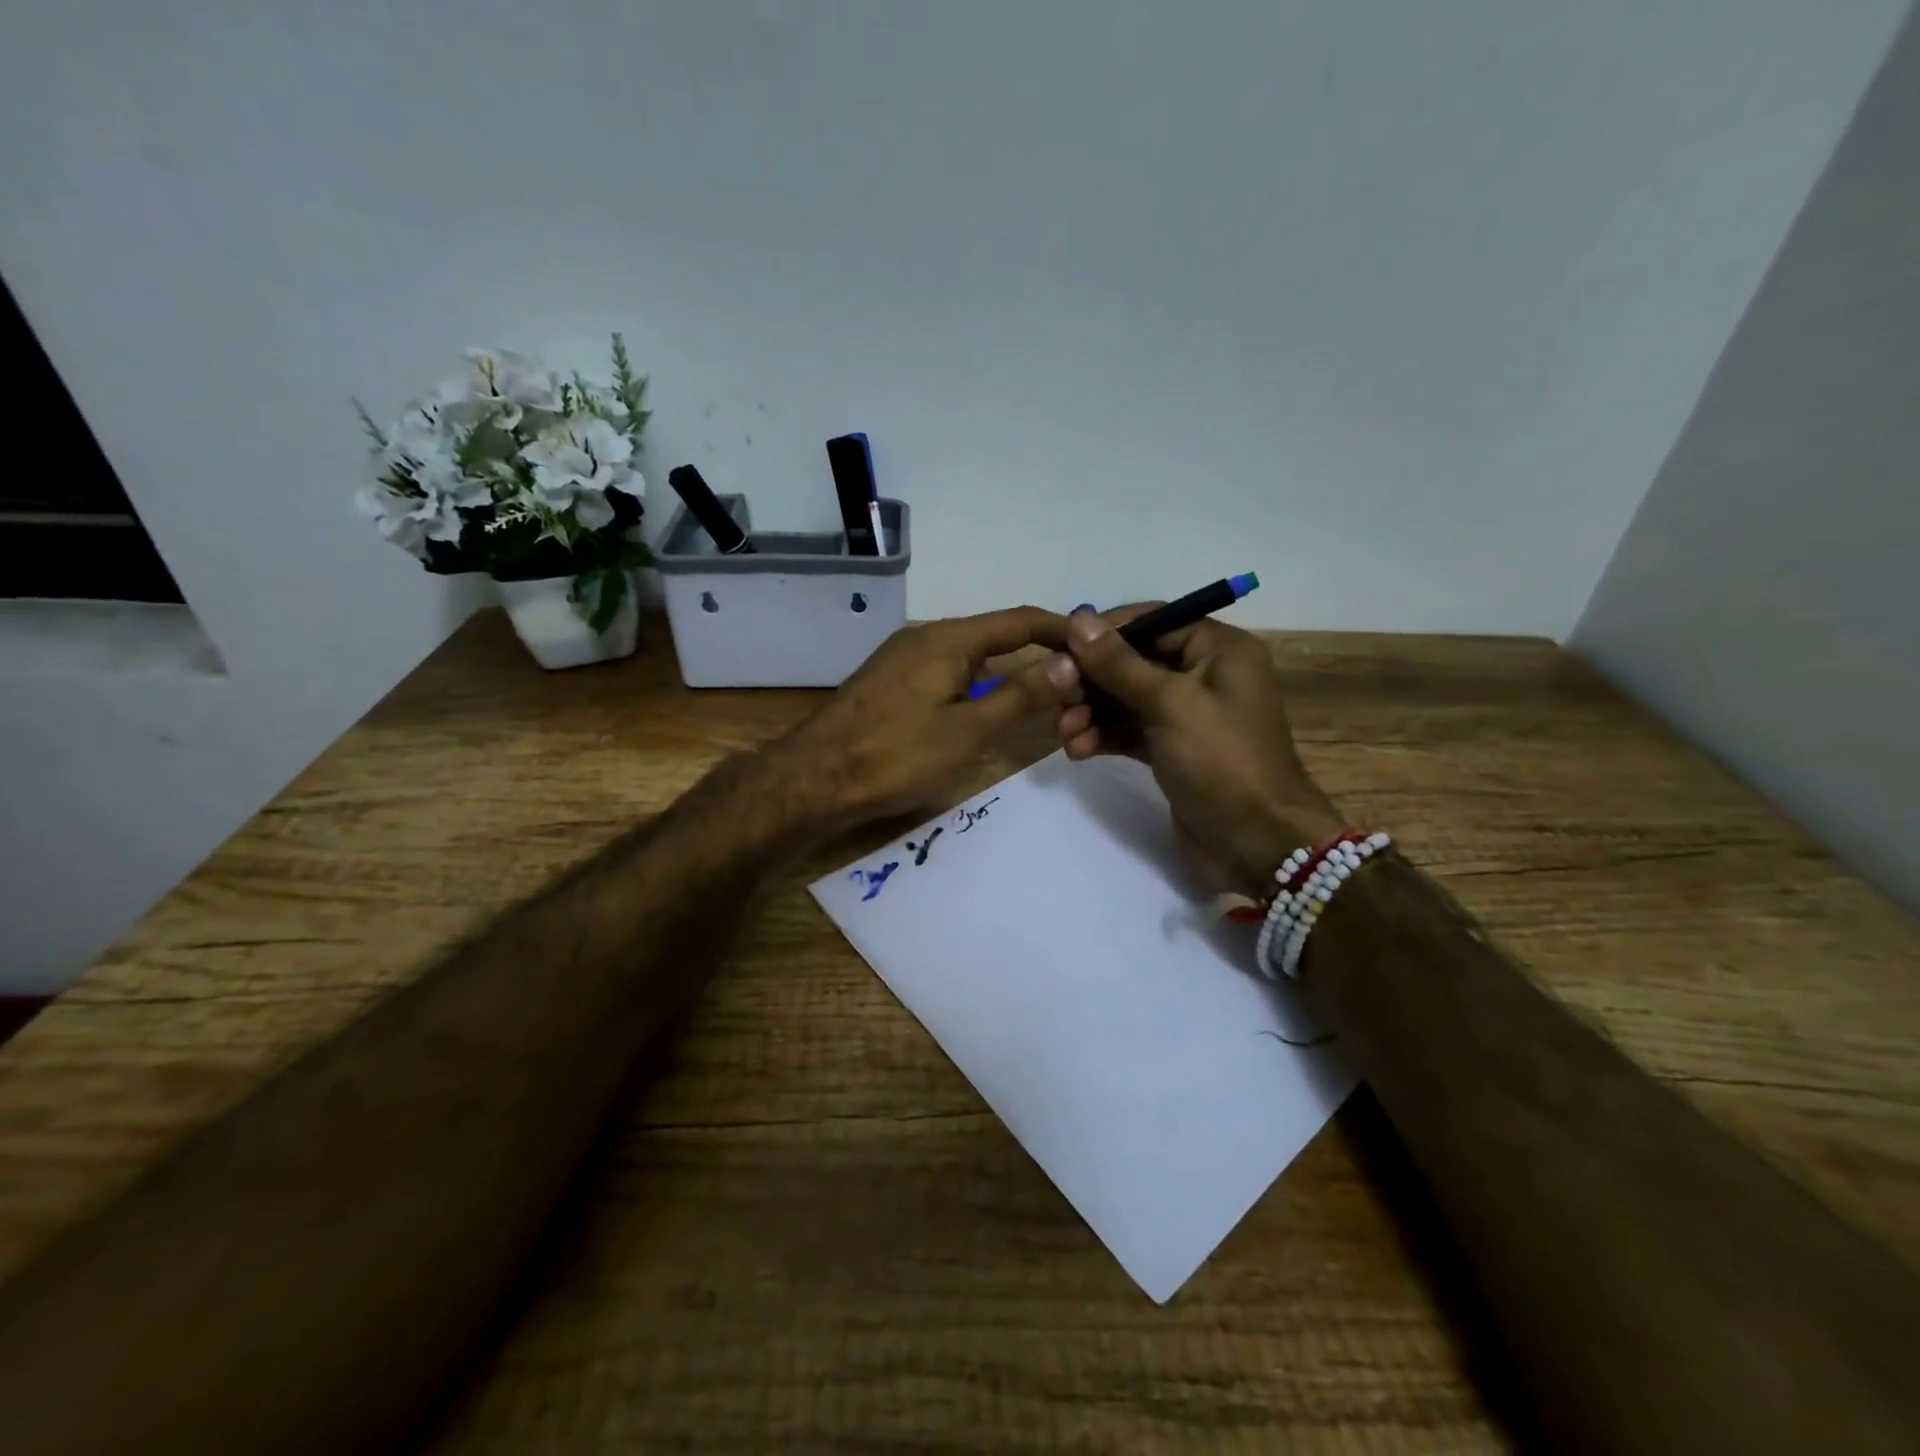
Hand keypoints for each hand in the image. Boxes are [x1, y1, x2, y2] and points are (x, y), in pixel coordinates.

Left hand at [782, 607, 1082, 827]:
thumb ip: (1021, 696)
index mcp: (948, 638)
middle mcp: (925, 635)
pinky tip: (985, 710)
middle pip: (994, 636)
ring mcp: (902, 657)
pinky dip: (975, 685)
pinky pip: (946, 672)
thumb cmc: (896, 756)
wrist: (813, 779)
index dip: (1061, 630)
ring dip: (1005, 674)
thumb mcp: (970, 731)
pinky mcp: (889, 680)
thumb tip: (1069, 662)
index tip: (1097, 646)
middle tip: (1074, 684)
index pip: (1020, 620)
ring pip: (969, 656)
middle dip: (1037, 656)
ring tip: (1040, 700)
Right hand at [1055, 607, 1344, 895]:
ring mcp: (1187, 715)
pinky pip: (1130, 730)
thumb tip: (1079, 618)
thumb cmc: (1221, 761)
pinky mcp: (1172, 749)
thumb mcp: (1169, 704)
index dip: (1105, 633)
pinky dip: (1104, 735)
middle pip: (1133, 661)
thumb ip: (1119, 663)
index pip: (1152, 621)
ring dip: (1092, 712)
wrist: (1256, 843)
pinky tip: (1079, 750)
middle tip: (1059, 699)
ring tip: (1067, 733)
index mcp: (1218, 649)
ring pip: (1126, 699)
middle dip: (1093, 680)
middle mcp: (1204, 674)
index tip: (1061, 648)